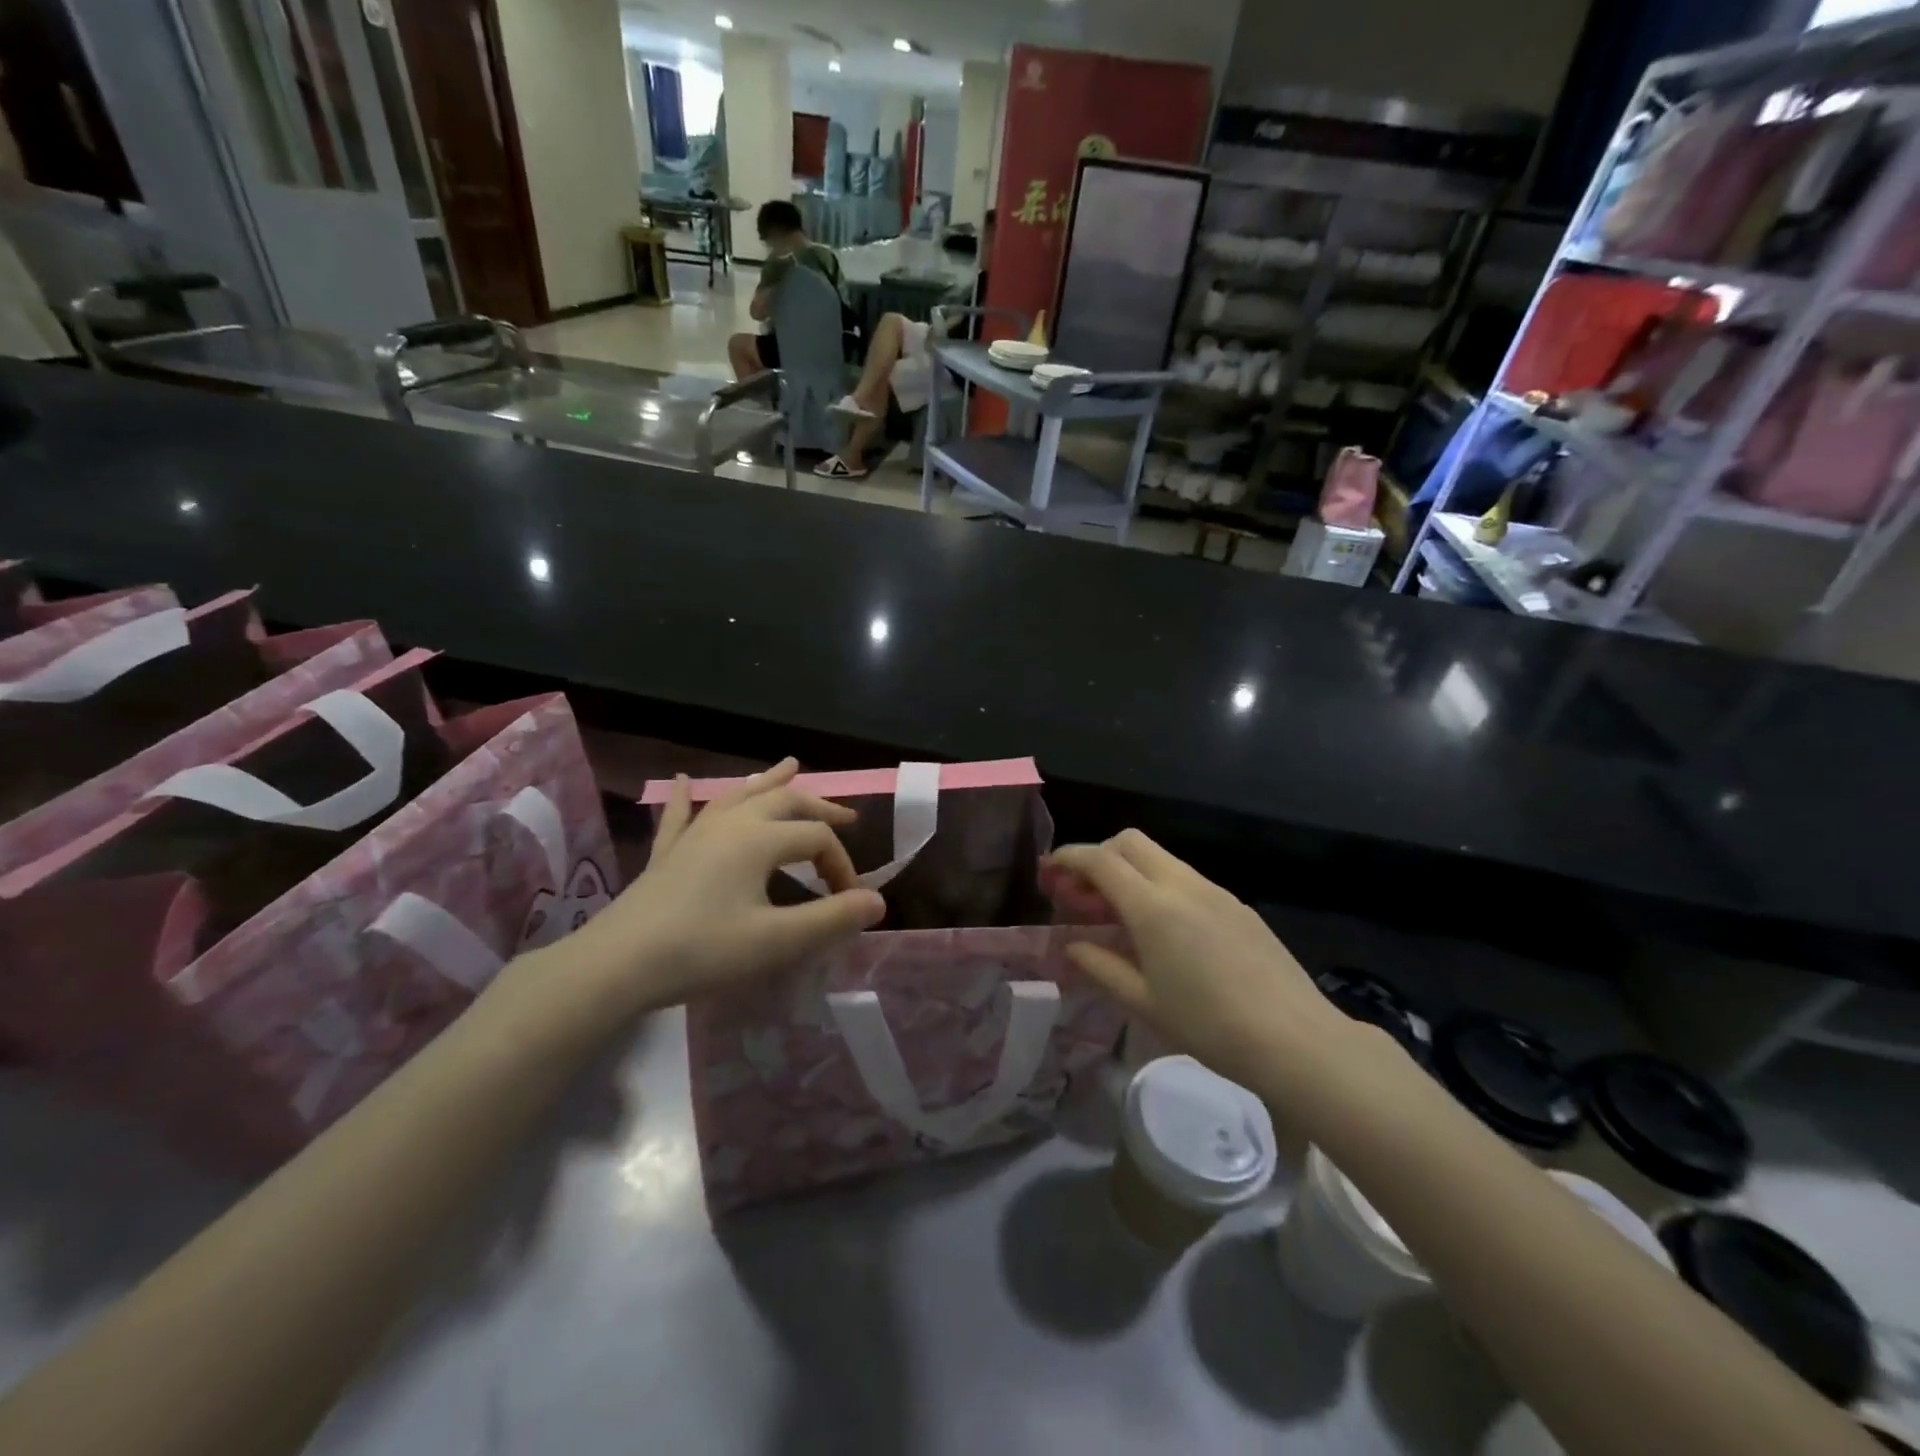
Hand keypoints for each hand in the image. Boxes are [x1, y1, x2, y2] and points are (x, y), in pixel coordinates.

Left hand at [560, 760, 884, 1017]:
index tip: (851, 903)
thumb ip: (832, 919)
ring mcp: (694, 835)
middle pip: (784, 802)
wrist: (617, 966)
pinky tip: (680, 780)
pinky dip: (686, 797)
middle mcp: (731, 825)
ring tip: (790, 765)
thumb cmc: (703, 952)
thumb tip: (878, 901)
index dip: (842, 867)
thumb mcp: (777, 941)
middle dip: (818, 807)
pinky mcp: (667, 854)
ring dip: (768, 781)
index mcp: (760, 840)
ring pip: (738, 796)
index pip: (817, 840)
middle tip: (846, 816)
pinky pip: (680, 816)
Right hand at [1044, 831, 1351, 1096]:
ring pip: (1160, 859)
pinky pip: (1186, 879)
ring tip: (1118, 917)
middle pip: (1130, 842)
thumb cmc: (1209, 1025)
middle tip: (1082, 895)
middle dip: (1098, 856)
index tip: (1048, 872)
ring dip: (1130, 872)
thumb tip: (1073, 947)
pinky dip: (1159, 887)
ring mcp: (1214, 891)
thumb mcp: (1143, 1002)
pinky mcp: (1237, 905)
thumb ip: (1100, 967)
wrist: (1295, 1039)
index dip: (1068, 859)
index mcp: (1152, 906)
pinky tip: (1163, 931)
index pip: (1099, 860)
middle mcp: (1182, 884)